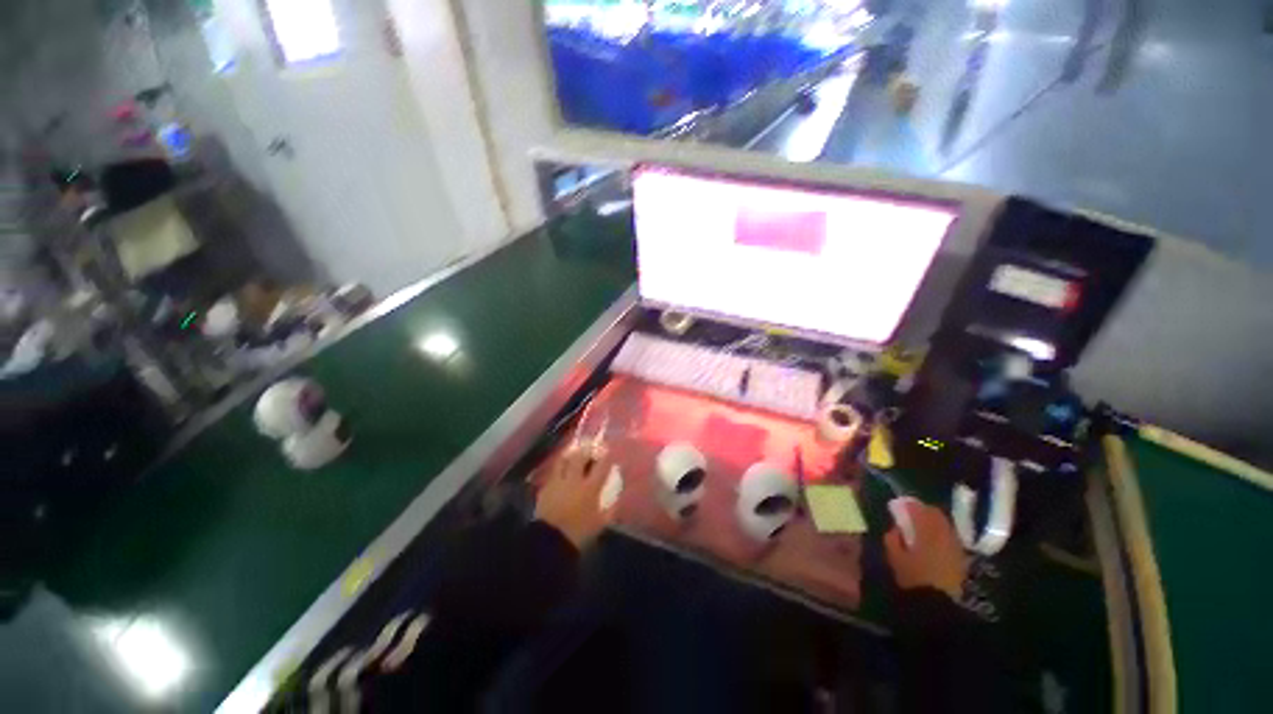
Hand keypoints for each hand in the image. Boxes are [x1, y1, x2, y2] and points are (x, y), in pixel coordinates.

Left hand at [534, 444, 614, 549]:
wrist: (550, 542)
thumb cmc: (579, 533)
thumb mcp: (600, 523)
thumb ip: (611, 508)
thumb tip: (618, 497)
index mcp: (590, 487)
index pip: (601, 465)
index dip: (607, 456)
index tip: (610, 451)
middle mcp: (574, 479)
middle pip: (580, 456)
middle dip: (587, 449)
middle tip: (591, 449)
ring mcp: (558, 482)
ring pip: (563, 460)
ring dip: (570, 455)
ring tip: (574, 455)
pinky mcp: (545, 487)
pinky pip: (554, 472)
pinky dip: (560, 468)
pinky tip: (562, 472)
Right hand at [884, 500, 967, 599]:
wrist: (938, 603)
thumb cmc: (913, 578)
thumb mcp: (894, 557)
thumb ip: (892, 538)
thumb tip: (896, 527)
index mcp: (925, 531)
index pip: (918, 509)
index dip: (907, 504)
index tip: (898, 504)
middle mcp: (943, 533)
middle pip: (935, 513)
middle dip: (923, 510)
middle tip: (911, 513)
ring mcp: (955, 544)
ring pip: (945, 523)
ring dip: (933, 521)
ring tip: (922, 526)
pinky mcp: (961, 555)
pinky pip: (950, 536)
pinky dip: (941, 532)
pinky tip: (933, 540)